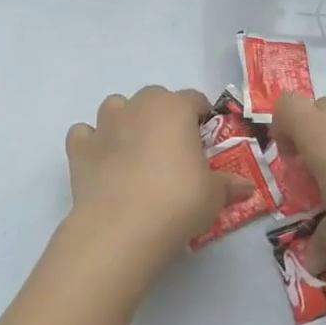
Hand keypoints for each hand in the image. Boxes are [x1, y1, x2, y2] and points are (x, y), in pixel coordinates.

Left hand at [64, 86, 251, 275]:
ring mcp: (105, 125)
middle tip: (173, 147)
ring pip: (116, 106)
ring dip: (126, 120)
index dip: (201, 116)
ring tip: (135, 150)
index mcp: (175, 108)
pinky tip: (102, 162)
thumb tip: (247, 187)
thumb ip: (229, 184)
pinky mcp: (79, 149)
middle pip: (154, 97)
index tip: (205, 138)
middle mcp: (139, 107)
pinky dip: (92, 143)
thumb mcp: (214, 195)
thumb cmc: (178, 201)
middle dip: (164, 115)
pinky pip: (84, 134)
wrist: (122, 227)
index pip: (194, 99)